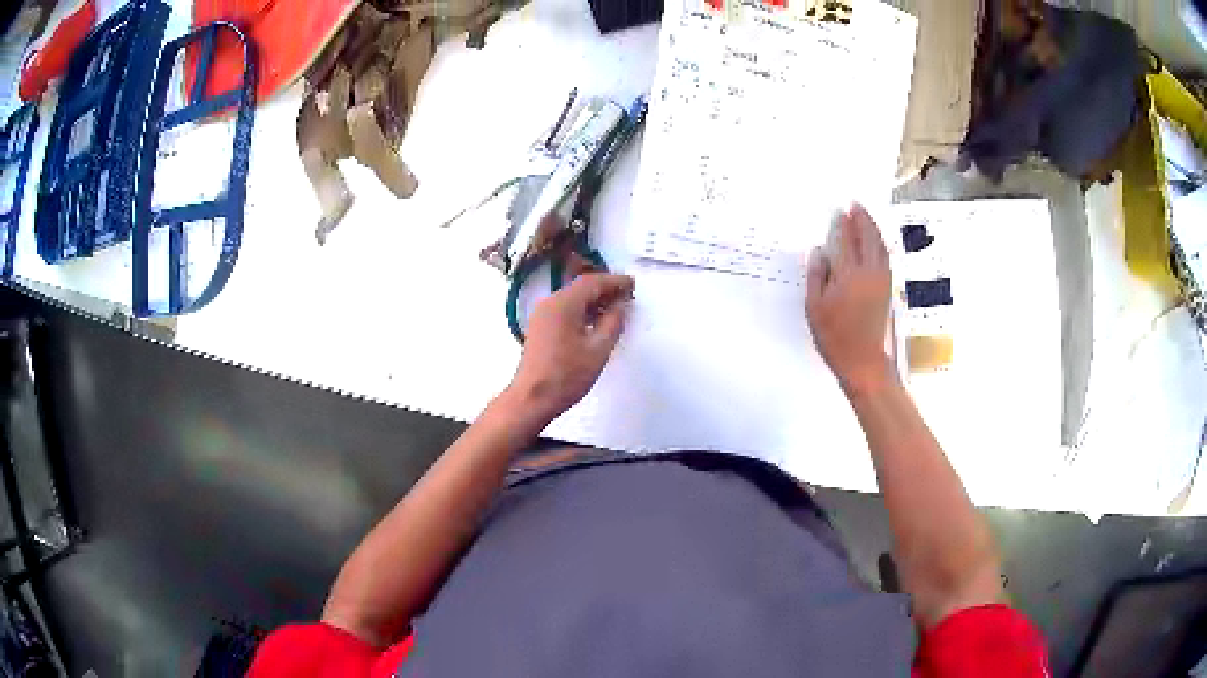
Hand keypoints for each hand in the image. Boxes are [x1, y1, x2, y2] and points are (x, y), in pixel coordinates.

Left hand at [508, 274, 634, 420]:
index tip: (633, 284)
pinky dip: (582, 311)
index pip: (592, 282)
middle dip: (605, 289)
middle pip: (581, 288)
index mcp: (563, 304)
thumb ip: (613, 322)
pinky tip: (596, 322)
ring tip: (617, 309)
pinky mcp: (540, 327)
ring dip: (594, 301)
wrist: (532, 398)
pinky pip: (564, 310)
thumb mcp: (598, 349)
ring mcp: (542, 314)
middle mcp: (550, 303)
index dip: (615, 281)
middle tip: (628, 296)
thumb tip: (621, 305)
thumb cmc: (567, 375)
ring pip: (572, 299)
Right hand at [806, 204, 893, 394]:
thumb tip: (820, 251)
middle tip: (856, 204)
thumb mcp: (815, 307)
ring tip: (866, 216)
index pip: (846, 240)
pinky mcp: (887, 289)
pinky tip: (876, 241)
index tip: (839, 209)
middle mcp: (868, 272)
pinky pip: (885, 257)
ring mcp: (881, 280)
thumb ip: (817, 276)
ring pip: (880, 246)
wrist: (863, 361)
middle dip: (862, 219)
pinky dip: (880, 244)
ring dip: (873, 228)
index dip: (843, 224)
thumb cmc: (834, 336)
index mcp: (848, 275)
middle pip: (867, 238)